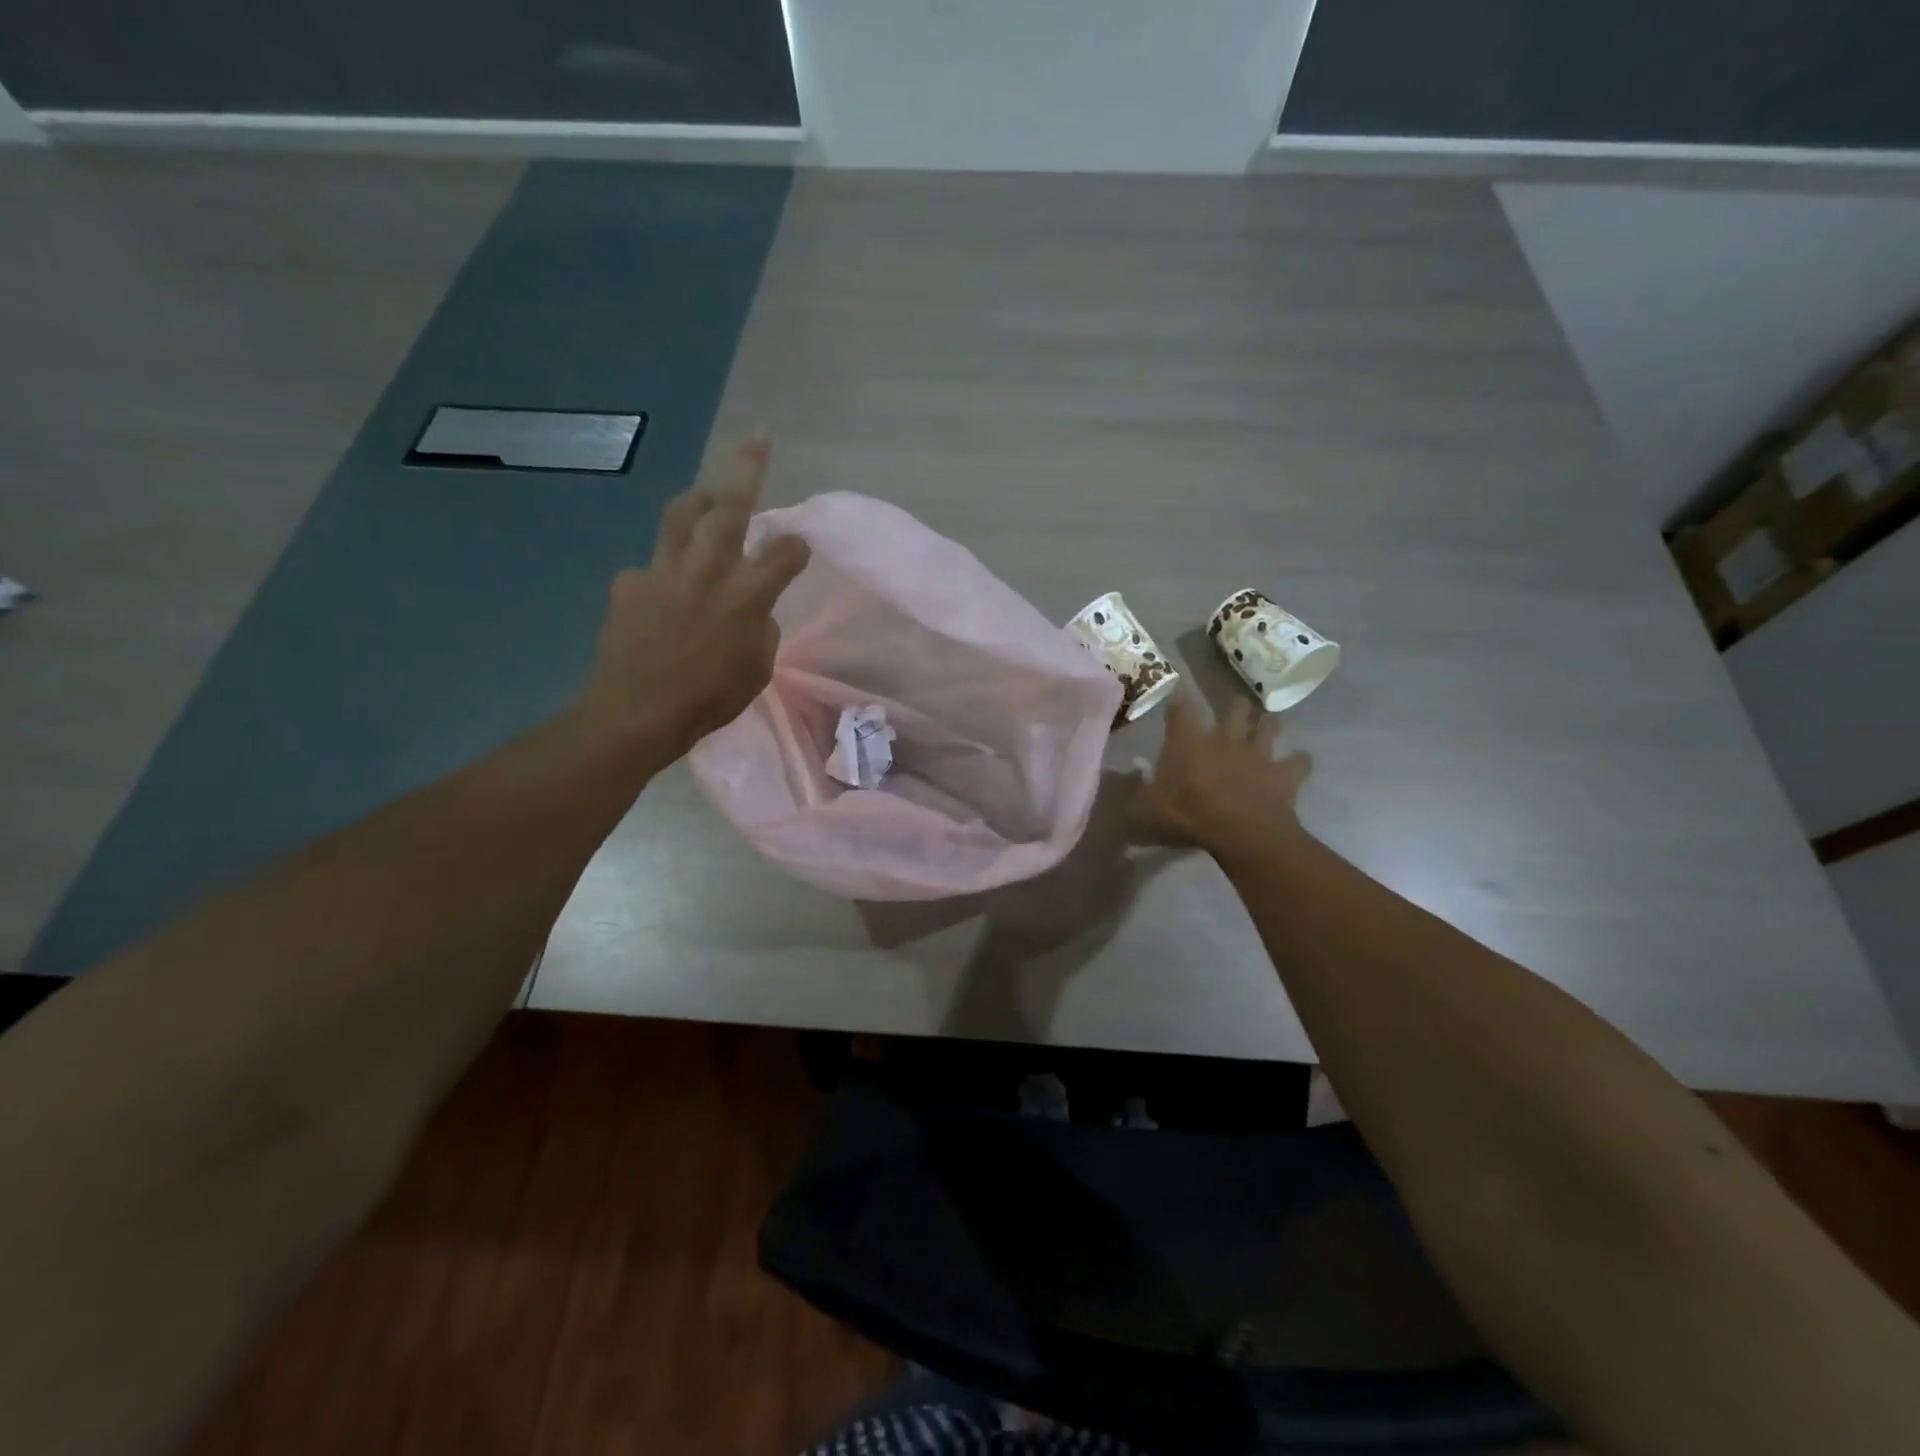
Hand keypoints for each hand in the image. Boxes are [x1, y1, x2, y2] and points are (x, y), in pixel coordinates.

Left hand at [572, 434, 809, 762]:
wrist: (637, 712)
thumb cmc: (709, 700)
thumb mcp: (757, 670)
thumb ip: (760, 630)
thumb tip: (753, 612)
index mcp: (748, 595)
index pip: (785, 554)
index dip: (796, 547)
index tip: (799, 548)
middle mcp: (709, 569)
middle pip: (731, 505)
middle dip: (748, 468)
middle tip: (758, 440)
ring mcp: (664, 570)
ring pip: (682, 515)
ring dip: (699, 499)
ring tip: (707, 498)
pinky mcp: (629, 582)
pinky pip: (650, 567)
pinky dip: (663, 574)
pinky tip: (661, 597)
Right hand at [1130, 692, 1311, 856]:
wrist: (1240, 832)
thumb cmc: (1187, 815)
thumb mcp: (1144, 811)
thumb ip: (1131, 798)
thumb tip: (1116, 791)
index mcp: (1188, 742)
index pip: (1180, 710)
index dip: (1178, 700)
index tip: (1178, 693)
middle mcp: (1225, 738)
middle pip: (1235, 710)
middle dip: (1235, 707)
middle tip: (1235, 709)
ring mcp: (1259, 754)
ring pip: (1269, 727)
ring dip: (1269, 725)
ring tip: (1268, 724)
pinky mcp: (1284, 774)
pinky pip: (1299, 761)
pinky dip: (1299, 761)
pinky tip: (1298, 762)